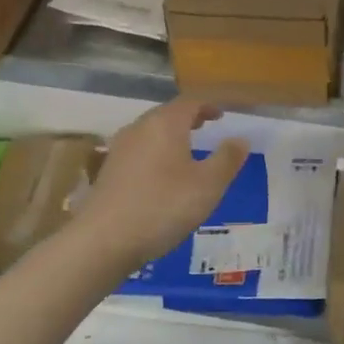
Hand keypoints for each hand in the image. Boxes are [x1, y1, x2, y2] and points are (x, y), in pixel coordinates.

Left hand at [75, 100, 248, 268]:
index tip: (222, 114)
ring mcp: (119, 149)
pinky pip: (139, 151)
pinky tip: (162, 174)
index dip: (208, 105)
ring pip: (150, 132)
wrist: (102, 241)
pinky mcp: (108, 172)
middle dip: (188, 117)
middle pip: (166, 114)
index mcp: (165, 124)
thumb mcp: (208, 185)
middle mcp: (139, 129)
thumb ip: (227, 159)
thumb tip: (240, 139)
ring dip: (170, 135)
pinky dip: (156, 152)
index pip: (190, 102)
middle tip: (207, 126)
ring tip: (187, 149)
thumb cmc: (162, 206)